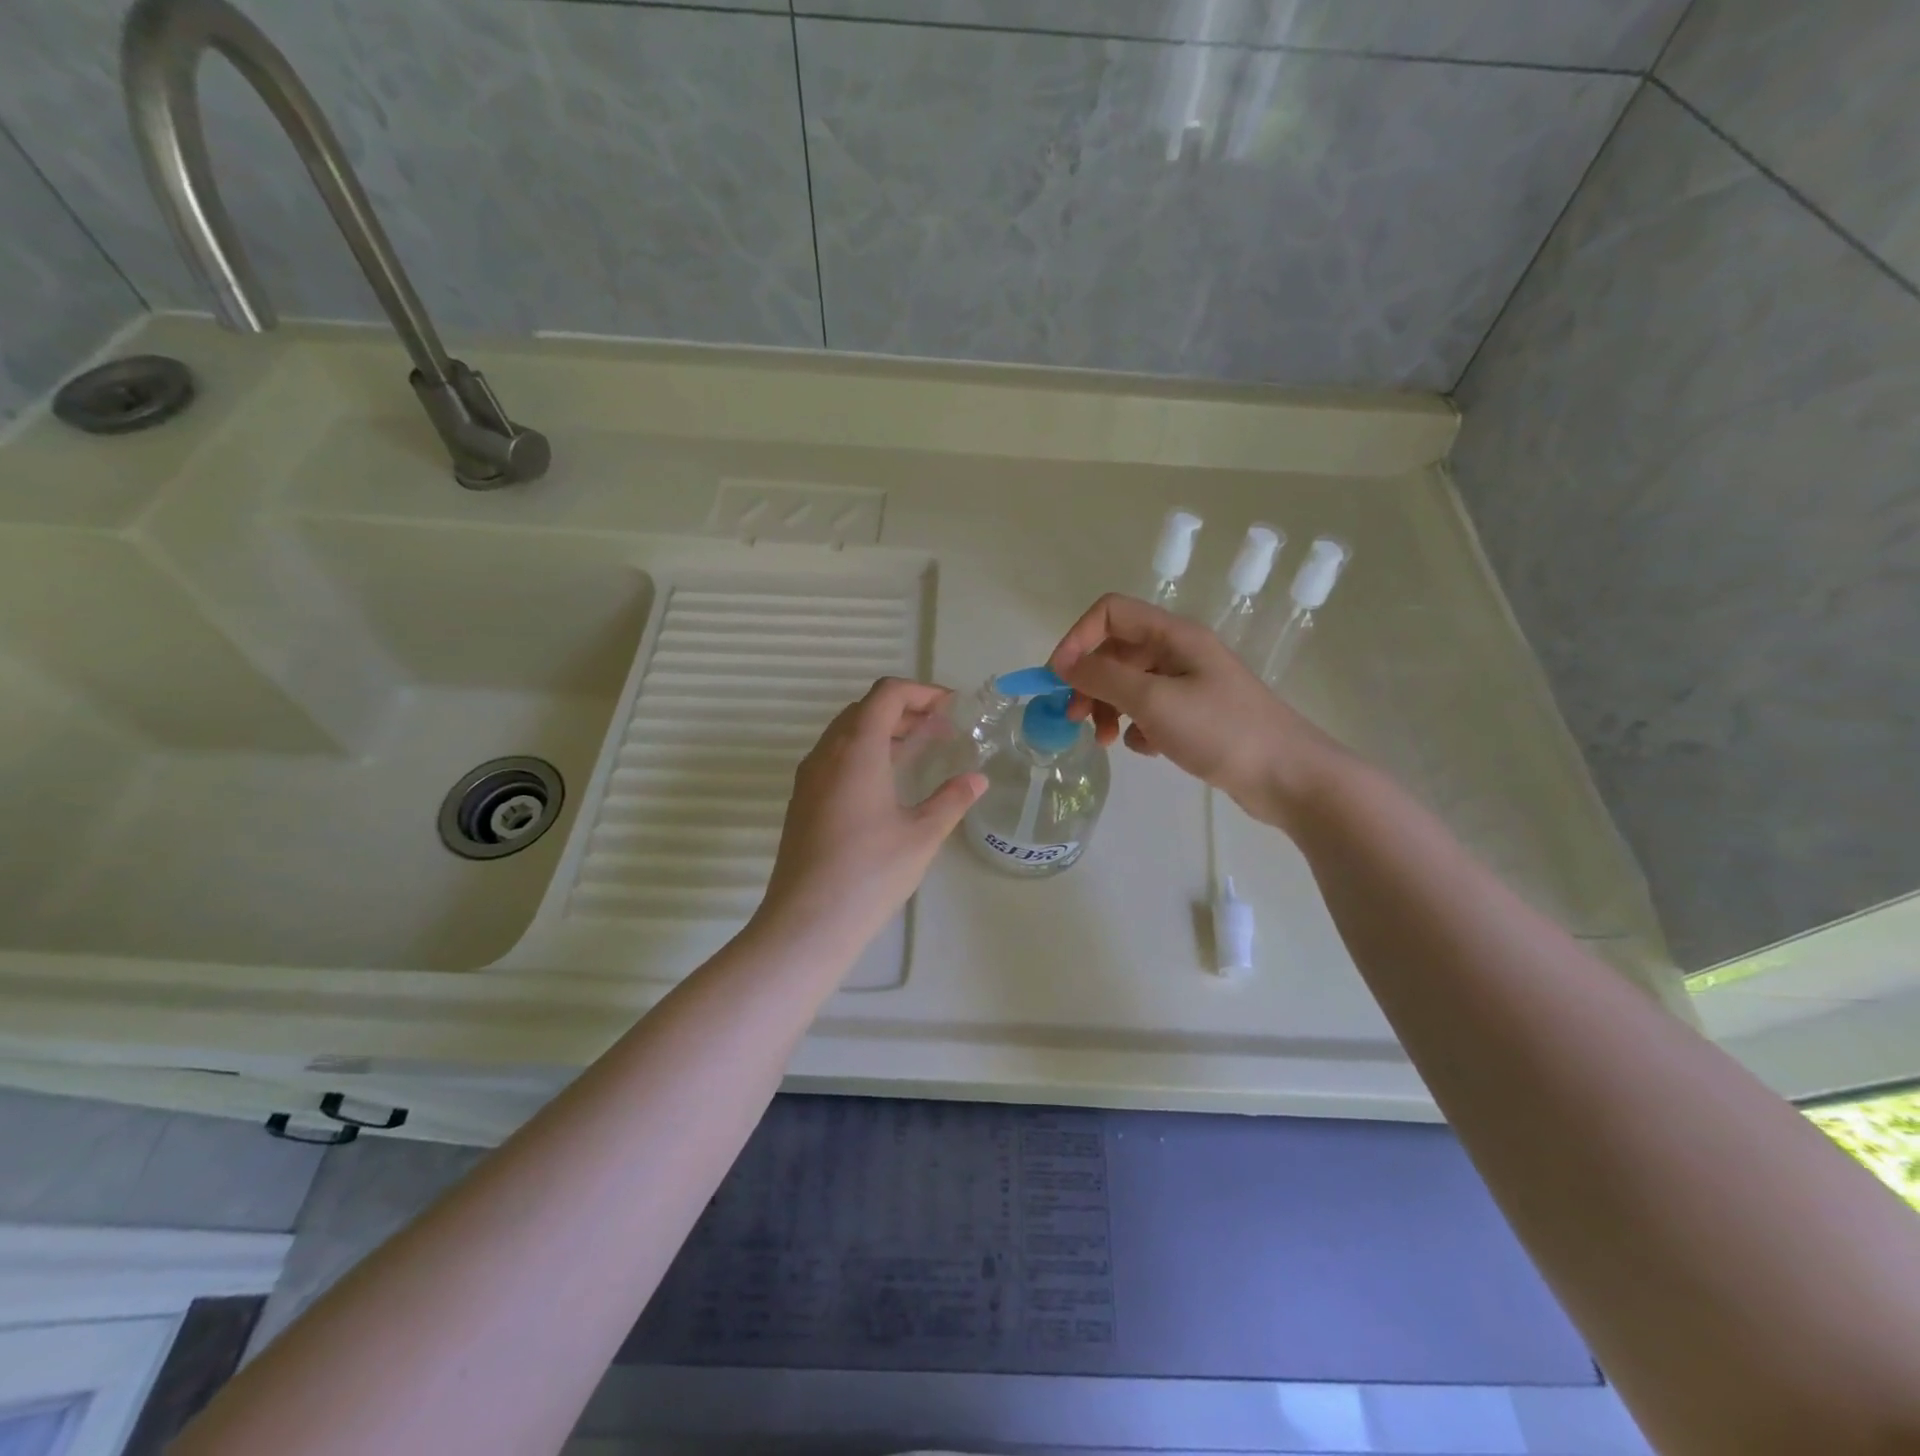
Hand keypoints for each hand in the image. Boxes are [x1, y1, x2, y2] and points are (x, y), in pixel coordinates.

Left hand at [753, 678, 985, 954]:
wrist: (807, 921)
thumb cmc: (870, 873)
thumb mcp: (922, 835)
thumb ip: (952, 800)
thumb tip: (977, 779)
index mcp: (857, 749)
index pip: (886, 694)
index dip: (921, 691)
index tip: (951, 706)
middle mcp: (827, 753)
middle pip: (864, 709)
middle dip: (904, 708)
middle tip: (940, 727)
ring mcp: (809, 777)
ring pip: (846, 732)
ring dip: (883, 730)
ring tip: (918, 748)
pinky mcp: (802, 800)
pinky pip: (835, 757)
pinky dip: (864, 752)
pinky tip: (886, 781)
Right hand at [1048, 593, 1348, 830]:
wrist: (1287, 776)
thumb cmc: (1220, 730)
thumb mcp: (1154, 700)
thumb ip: (1103, 678)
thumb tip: (1064, 664)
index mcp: (1173, 636)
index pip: (1110, 612)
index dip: (1078, 638)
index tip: (1059, 679)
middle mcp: (1178, 652)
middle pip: (1115, 651)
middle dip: (1088, 681)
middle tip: (1074, 718)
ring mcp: (1188, 684)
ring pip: (1129, 684)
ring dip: (1107, 708)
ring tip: (1106, 741)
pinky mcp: (1194, 715)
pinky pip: (1149, 711)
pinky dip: (1137, 727)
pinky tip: (1146, 750)